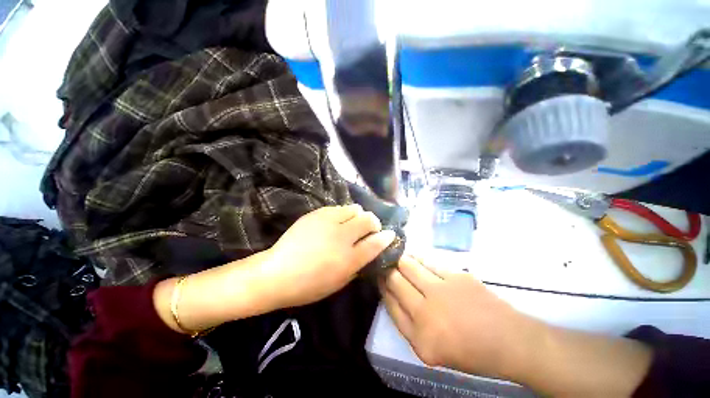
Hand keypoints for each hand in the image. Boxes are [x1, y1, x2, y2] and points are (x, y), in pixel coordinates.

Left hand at [264, 204, 395, 308]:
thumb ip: (359, 265)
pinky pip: (338, 207)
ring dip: (358, 216)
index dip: (386, 237)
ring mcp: (328, 221)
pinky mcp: (317, 214)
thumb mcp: (340, 282)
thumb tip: (369, 251)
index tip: (390, 234)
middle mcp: (342, 236)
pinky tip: (336, 222)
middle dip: (374, 223)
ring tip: (352, 224)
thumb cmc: (310, 285)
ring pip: (354, 208)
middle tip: (369, 229)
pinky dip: (343, 214)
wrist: (278, 273)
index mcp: (349, 258)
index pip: (376, 242)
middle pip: (368, 219)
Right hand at [381, 255, 536, 379]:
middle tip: (384, 263)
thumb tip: (392, 294)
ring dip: (400, 260)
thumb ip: (408, 323)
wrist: (509, 341)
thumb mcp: (432, 349)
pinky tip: (414, 256)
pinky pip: (428, 262)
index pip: (390, 304)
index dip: (382, 287)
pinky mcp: (455, 276)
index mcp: (420, 338)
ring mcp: (441, 291)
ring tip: (396, 255)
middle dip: (386, 270)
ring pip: (409, 266)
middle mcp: (426, 313)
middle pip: (395, 282)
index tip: (378, 277)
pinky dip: (418, 257)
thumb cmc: (470, 350)